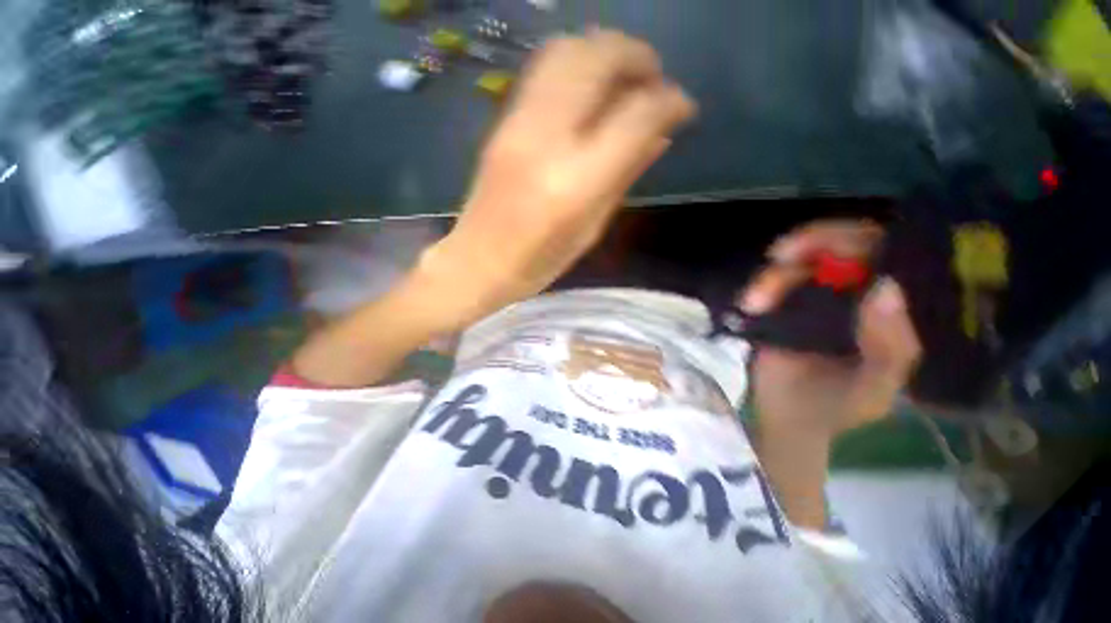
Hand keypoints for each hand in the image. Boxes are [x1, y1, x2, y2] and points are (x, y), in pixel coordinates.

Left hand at [422, 30, 695, 324]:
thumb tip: (660, 137)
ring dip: (606, 52)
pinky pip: (545, 68)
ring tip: (624, 78)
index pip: (636, 115)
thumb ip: (624, 177)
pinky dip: (577, 63)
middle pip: (601, 59)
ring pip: (569, 50)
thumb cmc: (538, 262)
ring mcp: (519, 123)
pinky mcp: (502, 121)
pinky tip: (590, 88)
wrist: (476, 262)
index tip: (684, 108)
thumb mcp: (590, 230)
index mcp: (576, 182)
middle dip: (639, 58)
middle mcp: (547, 139)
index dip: (670, 102)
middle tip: (655, 81)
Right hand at [740, 220, 922, 434]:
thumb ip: (890, 348)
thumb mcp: (875, 387)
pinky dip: (760, 285)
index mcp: (893, 310)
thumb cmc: (839, 407)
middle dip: (810, 243)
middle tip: (779, 256)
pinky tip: (750, 303)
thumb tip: (885, 287)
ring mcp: (820, 295)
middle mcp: (861, 293)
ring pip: (799, 260)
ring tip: (753, 303)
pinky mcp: (785, 302)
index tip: (833, 246)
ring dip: (773, 276)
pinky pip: (772, 279)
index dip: (865, 239)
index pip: (891, 254)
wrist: (788, 417)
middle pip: (842, 244)